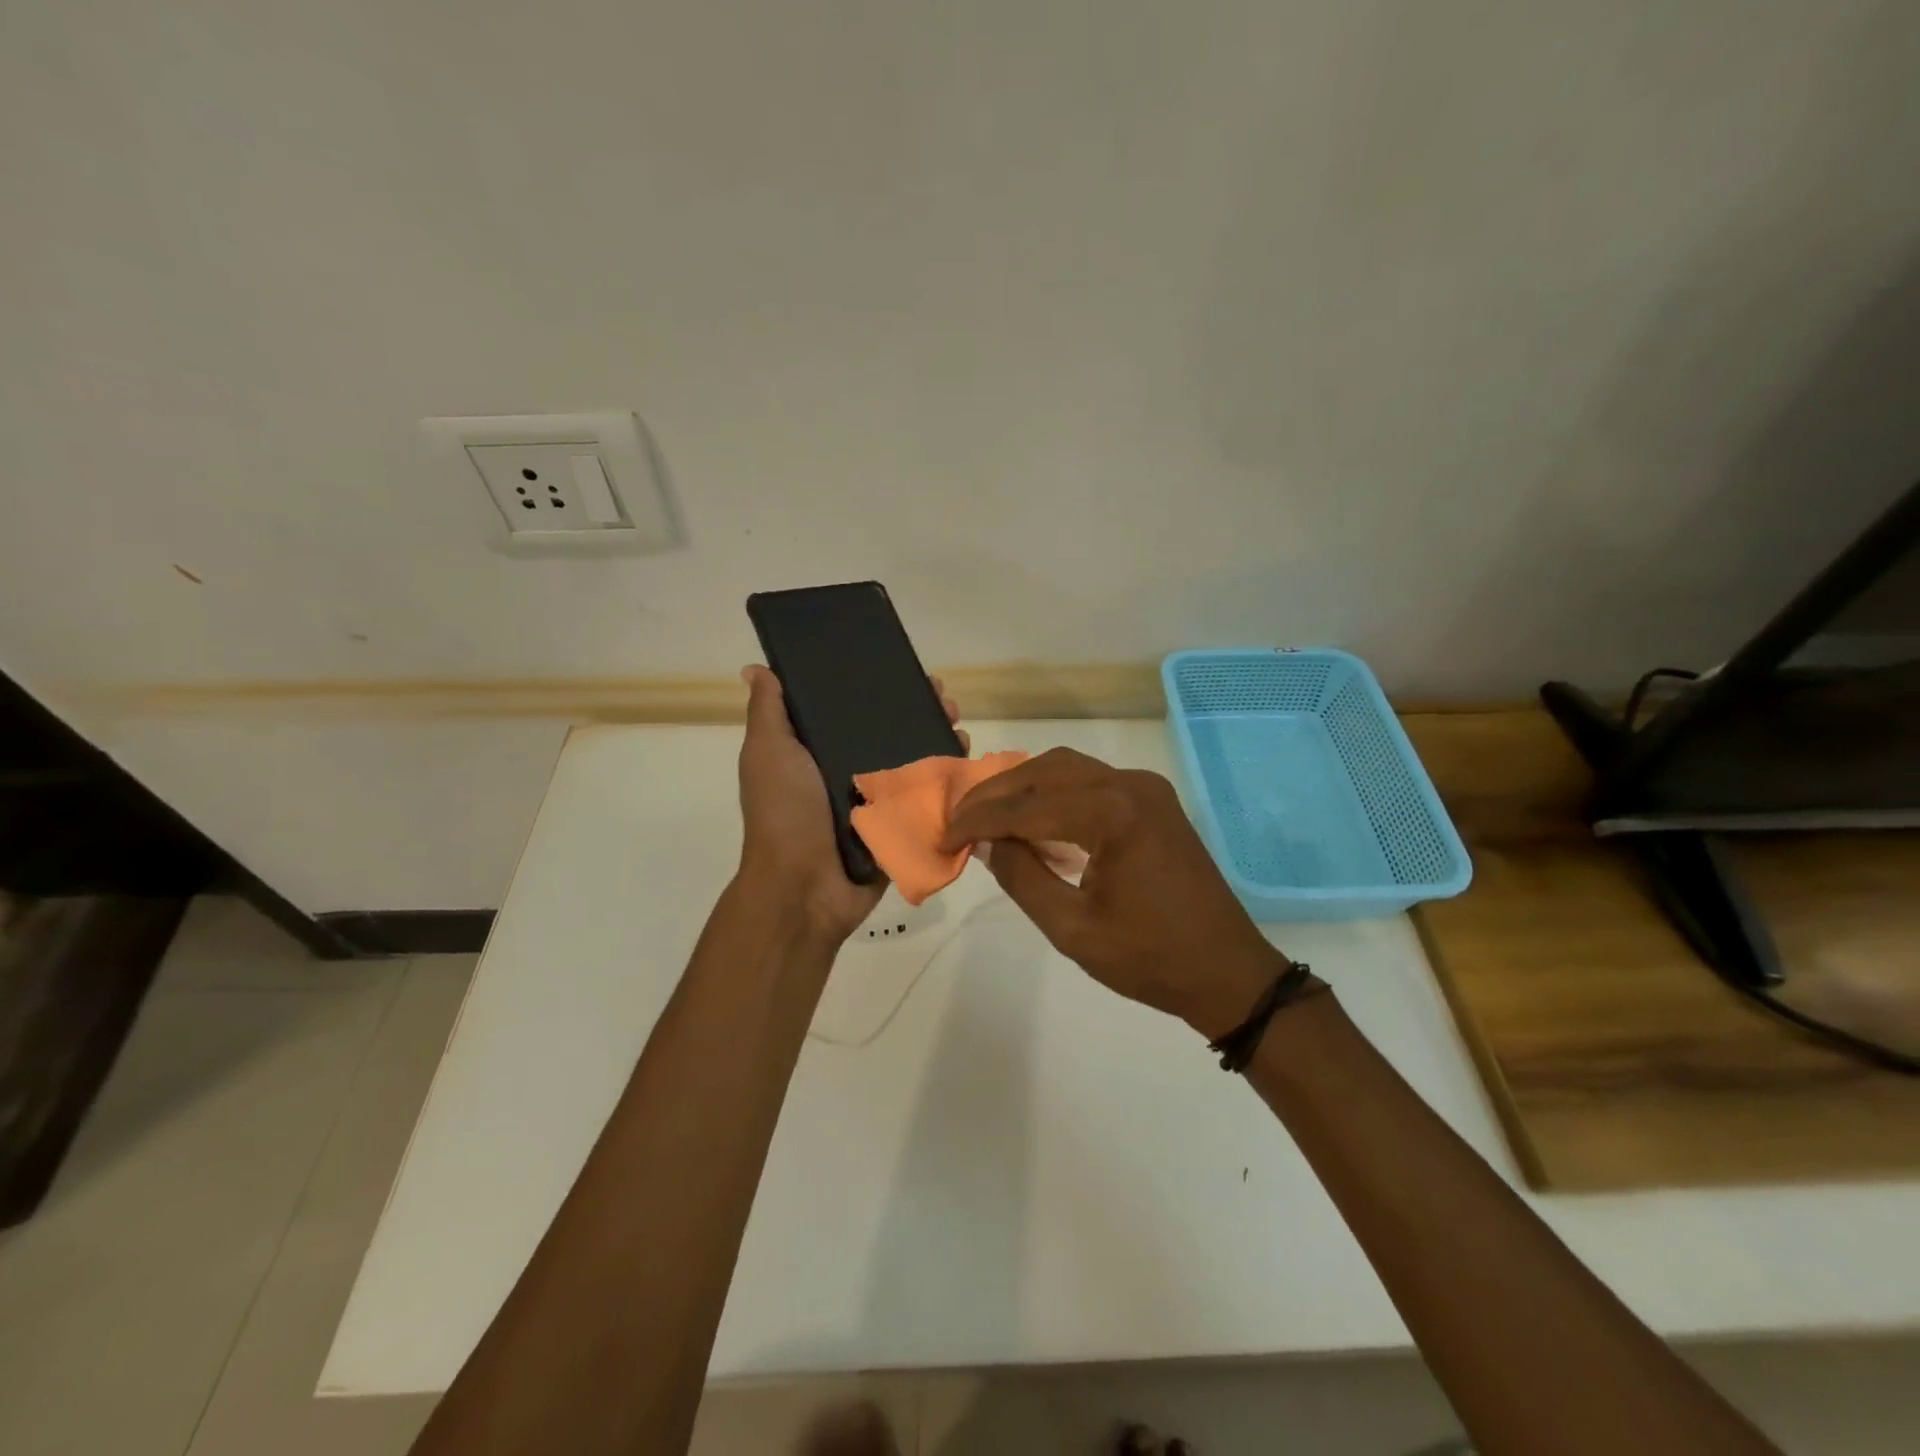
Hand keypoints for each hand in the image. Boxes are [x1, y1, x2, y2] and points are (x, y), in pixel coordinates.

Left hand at [736, 664, 965, 943]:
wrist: (804, 888)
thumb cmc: (785, 813)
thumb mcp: (768, 753)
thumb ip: (768, 712)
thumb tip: (756, 668)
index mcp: (816, 752)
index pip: (851, 709)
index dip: (875, 686)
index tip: (901, 667)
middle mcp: (848, 771)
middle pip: (890, 731)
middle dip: (918, 709)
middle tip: (942, 696)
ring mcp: (877, 800)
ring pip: (914, 759)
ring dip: (939, 737)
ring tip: (957, 721)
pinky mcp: (899, 825)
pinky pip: (927, 795)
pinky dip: (948, 776)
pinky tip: (965, 755)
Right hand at [941, 747, 1286, 1037]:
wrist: (1228, 971)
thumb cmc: (1150, 959)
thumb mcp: (1073, 929)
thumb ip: (1023, 878)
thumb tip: (989, 843)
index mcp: (1111, 814)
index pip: (1026, 806)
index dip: (979, 820)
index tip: (945, 839)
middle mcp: (1129, 786)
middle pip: (1044, 771)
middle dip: (996, 794)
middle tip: (960, 821)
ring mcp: (1146, 789)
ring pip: (1067, 768)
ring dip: (1023, 787)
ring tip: (988, 817)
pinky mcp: (1154, 801)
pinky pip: (1091, 781)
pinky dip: (1054, 793)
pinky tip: (1034, 820)